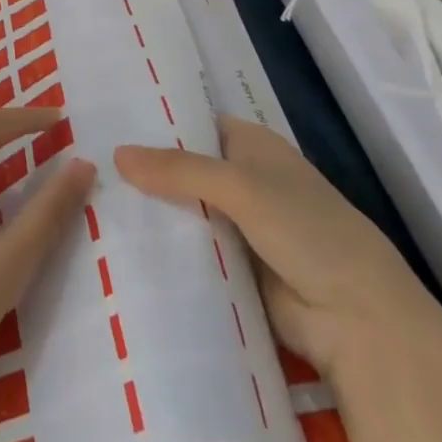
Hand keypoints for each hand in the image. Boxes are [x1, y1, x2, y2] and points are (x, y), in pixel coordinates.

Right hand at [114, 115, 441, 377]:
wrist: (357, 320)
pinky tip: (117, 242)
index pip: (194, 123)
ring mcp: (237, 225)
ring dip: (149, 210)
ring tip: (88, 200)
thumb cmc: (308, 231)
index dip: (155, 121)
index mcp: (252, 146)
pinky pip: (188, 249)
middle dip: (143, 169)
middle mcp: (243, 179)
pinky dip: (162, 246)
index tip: (106, 120)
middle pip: (183, 168)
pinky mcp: (231, 267)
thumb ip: (178, 169)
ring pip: (182, 209)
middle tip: (85, 162)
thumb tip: (116, 155)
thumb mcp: (241, 187)